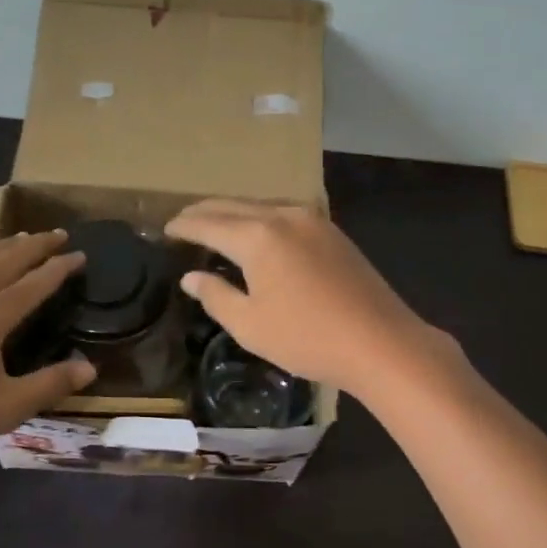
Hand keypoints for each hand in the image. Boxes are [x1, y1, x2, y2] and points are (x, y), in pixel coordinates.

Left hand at [0, 229, 95, 464]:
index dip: (60, 268)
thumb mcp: (4, 409)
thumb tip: (89, 368)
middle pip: (6, 259)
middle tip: (60, 233)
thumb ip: (49, 386)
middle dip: (36, 245)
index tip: (80, 255)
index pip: (34, 283)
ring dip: (5, 245)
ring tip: (23, 239)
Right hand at [165, 200, 458, 398]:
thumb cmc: (307, 338)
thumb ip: (215, 295)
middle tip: (182, 222)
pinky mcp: (333, 232)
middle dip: (204, 212)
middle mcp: (283, 216)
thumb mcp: (250, 325)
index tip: (165, 230)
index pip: (208, 223)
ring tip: (215, 226)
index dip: (183, 226)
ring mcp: (313, 220)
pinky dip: (260, 220)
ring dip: (233, 213)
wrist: (381, 342)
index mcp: (257, 236)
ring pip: (261, 207)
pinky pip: (284, 216)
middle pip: (233, 206)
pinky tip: (257, 235)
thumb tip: (191, 276)